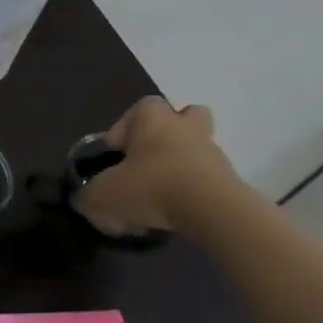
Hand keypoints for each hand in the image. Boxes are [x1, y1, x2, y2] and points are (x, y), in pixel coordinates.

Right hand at [75, 97, 243, 236]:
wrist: (215, 213)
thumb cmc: (151, 187)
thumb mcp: (101, 196)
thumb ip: (89, 198)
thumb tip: (89, 203)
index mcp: (153, 120)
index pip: (142, 106)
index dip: (125, 126)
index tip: (115, 153)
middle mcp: (187, 130)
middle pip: (186, 118)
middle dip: (169, 135)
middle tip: (147, 161)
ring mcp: (215, 156)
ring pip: (198, 152)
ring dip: (181, 169)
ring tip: (160, 197)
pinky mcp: (233, 184)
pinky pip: (209, 182)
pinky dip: (194, 195)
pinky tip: (176, 216)